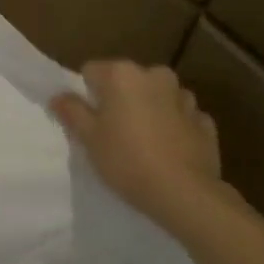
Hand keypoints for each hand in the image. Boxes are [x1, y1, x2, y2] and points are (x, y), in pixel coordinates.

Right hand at [51, 61, 224, 221]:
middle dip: (118, 100)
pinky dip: (171, 126)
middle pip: (126, 81)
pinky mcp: (204, 120)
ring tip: (141, 143)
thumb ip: (72, 111)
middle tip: (111, 132)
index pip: (91, 71)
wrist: (183, 192)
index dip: (85, 94)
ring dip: (147, 110)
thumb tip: (59, 96)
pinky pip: (179, 116)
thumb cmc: (126, 160)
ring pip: (156, 97)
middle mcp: (155, 75)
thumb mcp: (89, 138)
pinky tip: (167, 150)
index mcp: (123, 75)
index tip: (87, 120)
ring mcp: (184, 97)